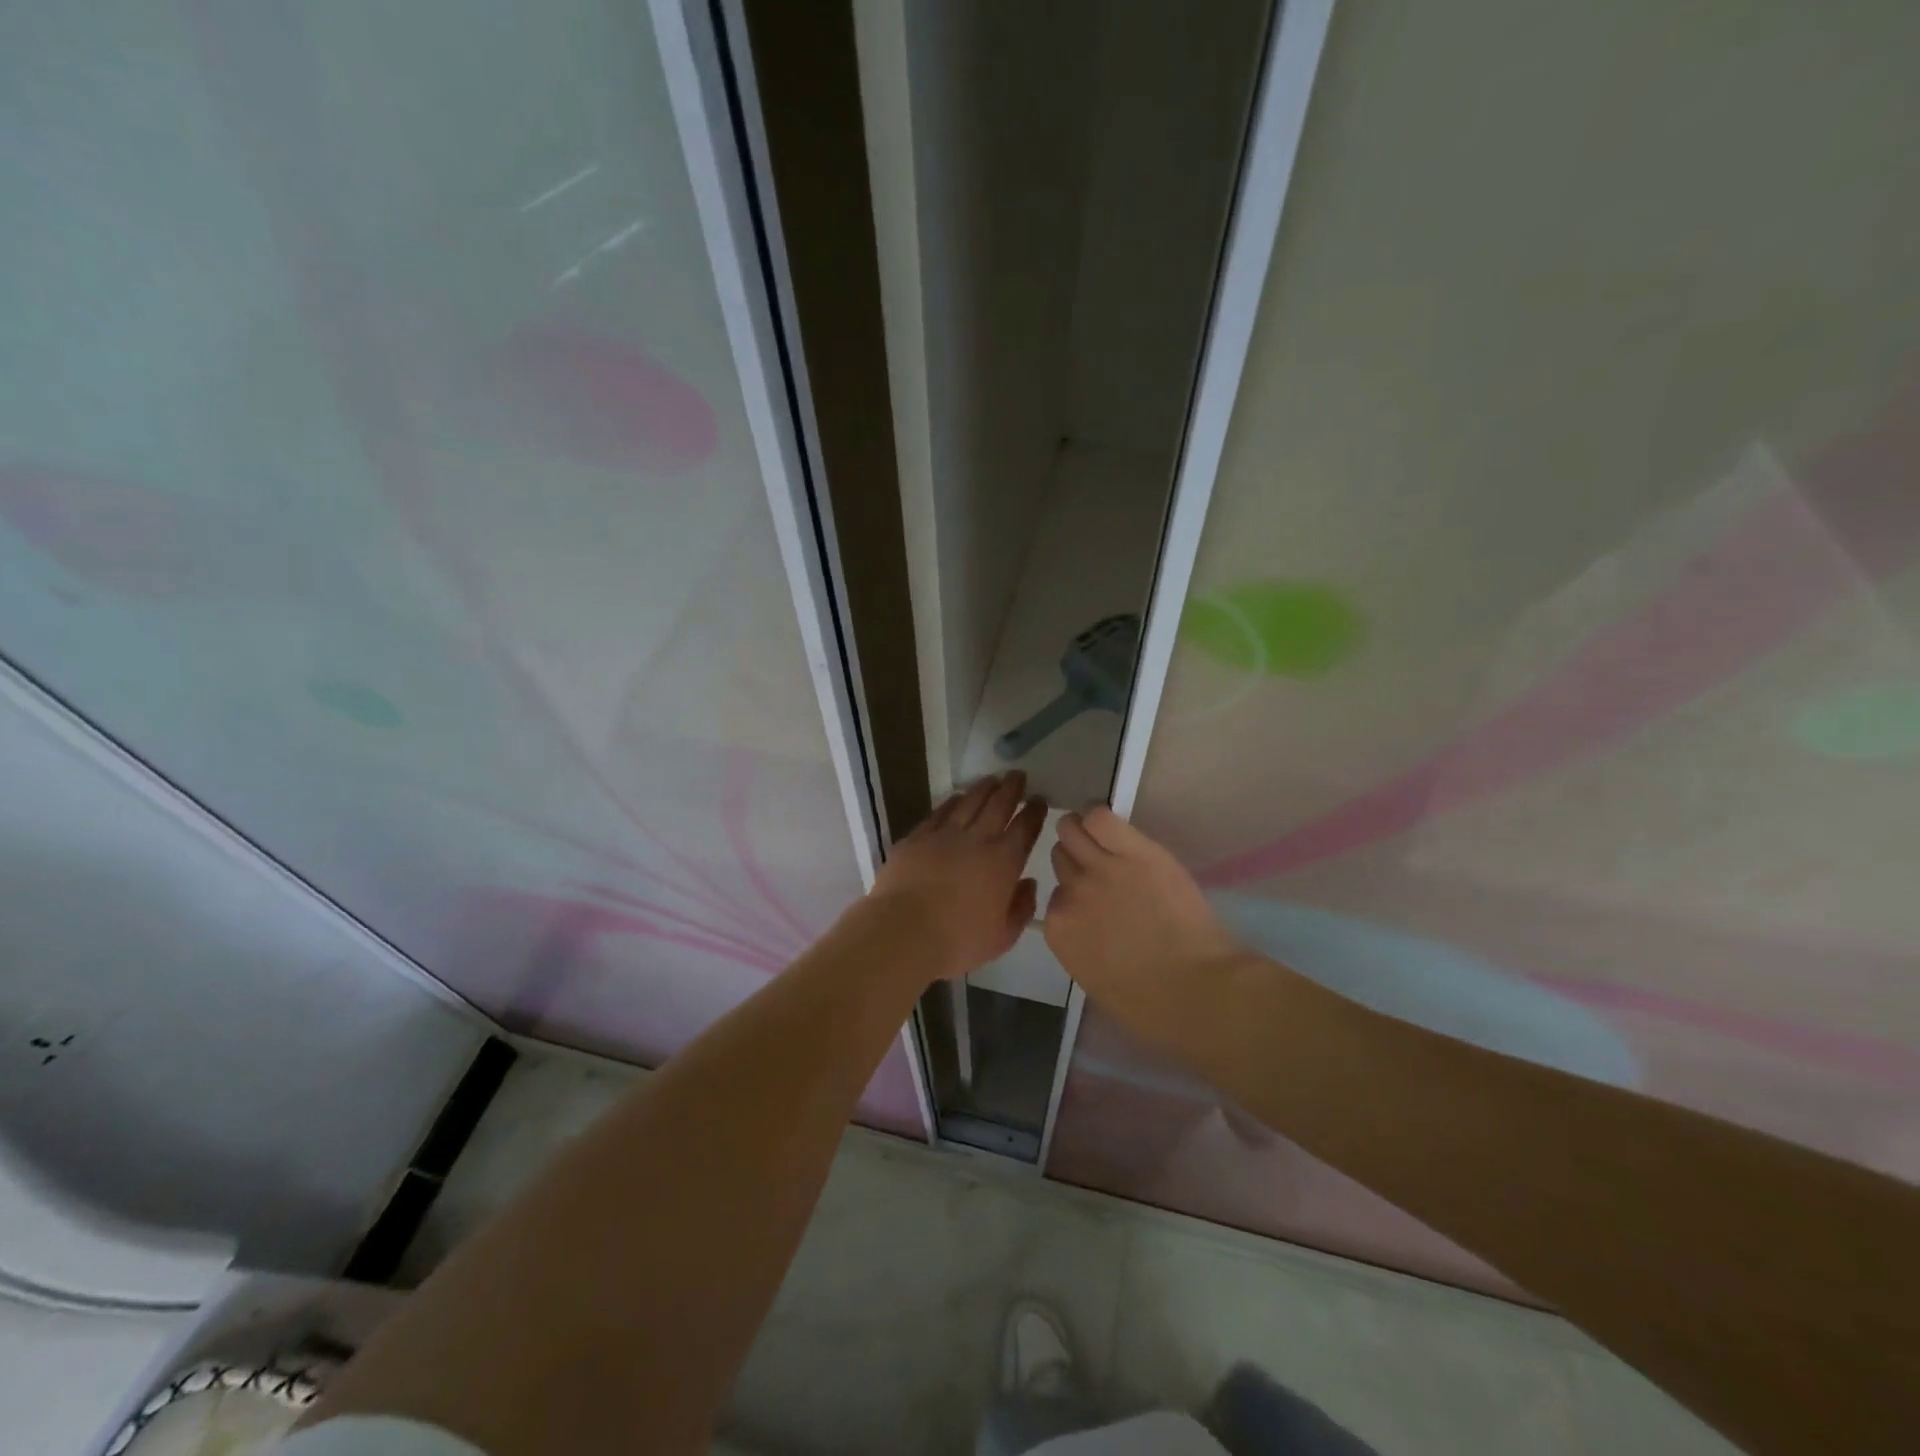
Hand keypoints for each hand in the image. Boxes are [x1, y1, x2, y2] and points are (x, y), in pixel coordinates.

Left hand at [870, 772, 1046, 980]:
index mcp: (1004, 862)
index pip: (1025, 828)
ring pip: (969, 802)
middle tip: (1018, 775)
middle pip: (998, 805)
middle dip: (1011, 788)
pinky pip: (939, 813)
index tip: (1039, 799)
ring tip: (992, 779)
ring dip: (983, 788)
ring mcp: (944, 835)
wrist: (904, 931)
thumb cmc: (958, 940)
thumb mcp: (1002, 937)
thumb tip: (1029, 884)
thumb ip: (1021, 908)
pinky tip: (956, 797)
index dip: (1034, 812)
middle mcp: (977, 840)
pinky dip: (951, 802)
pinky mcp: (917, 838)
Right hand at [1043, 806, 1242, 1018]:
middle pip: (1061, 858)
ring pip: (1071, 829)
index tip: (1095, 901)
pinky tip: (1113, 827)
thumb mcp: (1097, 978)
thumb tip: (1089, 925)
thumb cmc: (1151, 1004)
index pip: (1056, 895)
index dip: (1076, 896)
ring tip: (1102, 838)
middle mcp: (1071, 894)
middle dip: (1077, 861)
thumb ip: (1082, 944)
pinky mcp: (1133, 851)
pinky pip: (1101, 817)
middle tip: (1099, 866)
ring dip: (1081, 831)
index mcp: (1059, 930)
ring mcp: (1100, 869)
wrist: (1196, 990)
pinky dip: (1101, 817)